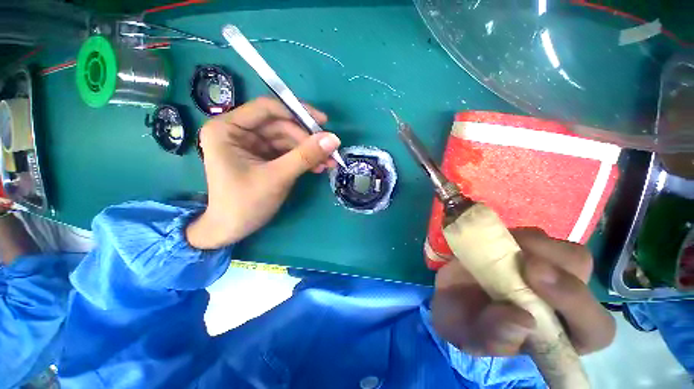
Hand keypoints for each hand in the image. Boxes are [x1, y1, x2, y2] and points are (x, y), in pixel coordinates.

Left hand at [186, 97, 340, 248]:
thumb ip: (305, 156)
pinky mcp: (263, 158)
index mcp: (227, 128)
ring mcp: (252, 145)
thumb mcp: (277, 177)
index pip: (267, 108)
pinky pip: (287, 152)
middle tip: (330, 150)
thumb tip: (334, 138)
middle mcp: (239, 132)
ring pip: (287, 140)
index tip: (323, 122)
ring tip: (328, 163)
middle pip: (281, 125)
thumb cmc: (245, 203)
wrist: (232, 230)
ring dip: (309, 151)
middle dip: (307, 139)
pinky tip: (318, 167)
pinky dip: (303, 159)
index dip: (298, 112)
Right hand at [431, 228, 614, 355]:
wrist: (446, 292)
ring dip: (538, 246)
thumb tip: (524, 320)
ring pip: (567, 252)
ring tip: (500, 247)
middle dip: (559, 268)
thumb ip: (494, 336)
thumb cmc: (463, 322)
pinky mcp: (524, 249)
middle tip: (523, 261)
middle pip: (586, 280)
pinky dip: (515, 234)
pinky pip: (534, 236)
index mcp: (559, 334)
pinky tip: (491, 239)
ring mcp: (545, 270)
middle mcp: (560, 300)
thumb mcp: (471, 337)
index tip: (535, 282)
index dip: (577, 305)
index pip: (595, 328)